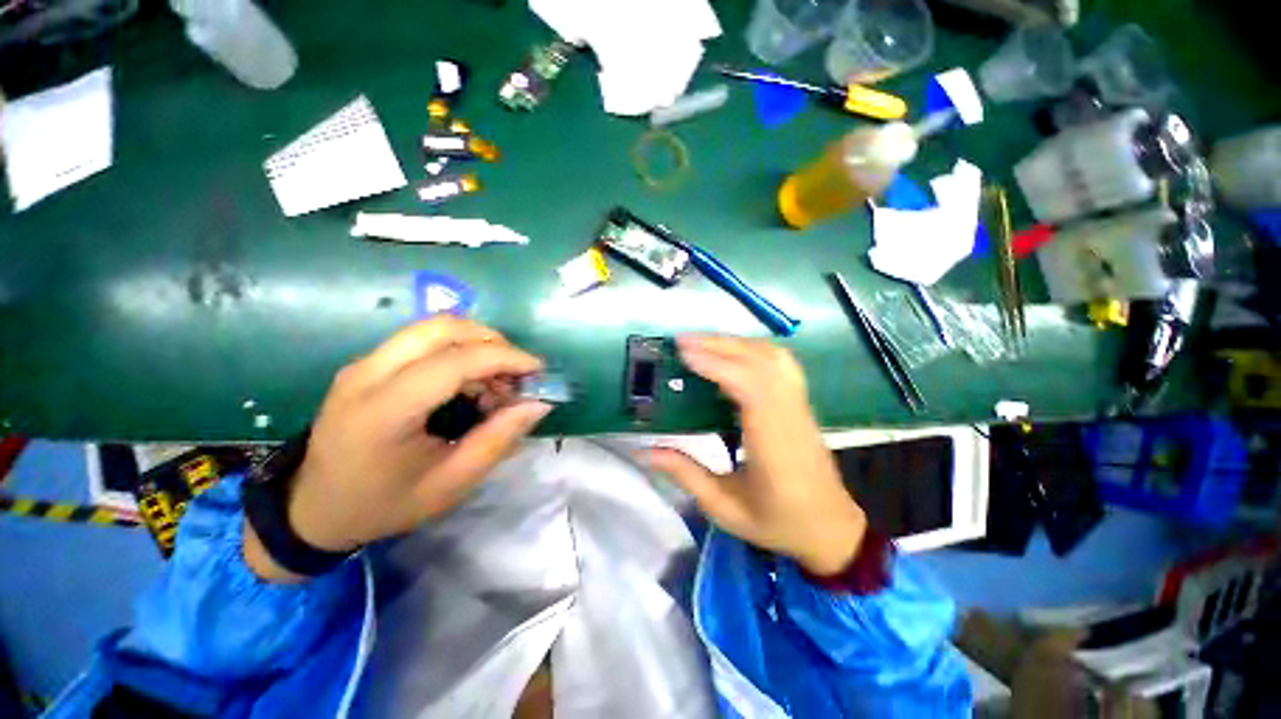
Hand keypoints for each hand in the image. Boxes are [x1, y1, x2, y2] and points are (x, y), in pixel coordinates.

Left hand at [245, 317, 551, 581]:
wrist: (313, 510)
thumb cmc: (384, 504)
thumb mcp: (450, 484)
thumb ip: (498, 440)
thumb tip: (538, 404)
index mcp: (385, 411)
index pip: (455, 361)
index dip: (505, 358)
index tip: (538, 371)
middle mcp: (368, 374)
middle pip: (443, 326)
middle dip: (492, 341)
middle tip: (516, 372)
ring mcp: (363, 364)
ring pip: (433, 327)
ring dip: (476, 344)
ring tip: (494, 382)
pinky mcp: (367, 364)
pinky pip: (422, 340)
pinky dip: (457, 350)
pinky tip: (468, 384)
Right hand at [645, 336, 866, 575]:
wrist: (831, 528)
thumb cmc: (778, 523)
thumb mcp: (725, 510)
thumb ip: (686, 475)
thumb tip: (645, 452)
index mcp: (773, 446)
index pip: (750, 388)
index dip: (717, 365)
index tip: (684, 354)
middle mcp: (790, 416)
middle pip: (760, 363)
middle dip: (719, 345)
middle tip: (682, 341)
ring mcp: (800, 406)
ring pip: (773, 357)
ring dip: (736, 343)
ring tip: (703, 343)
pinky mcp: (801, 402)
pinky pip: (781, 362)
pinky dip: (754, 348)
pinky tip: (733, 352)